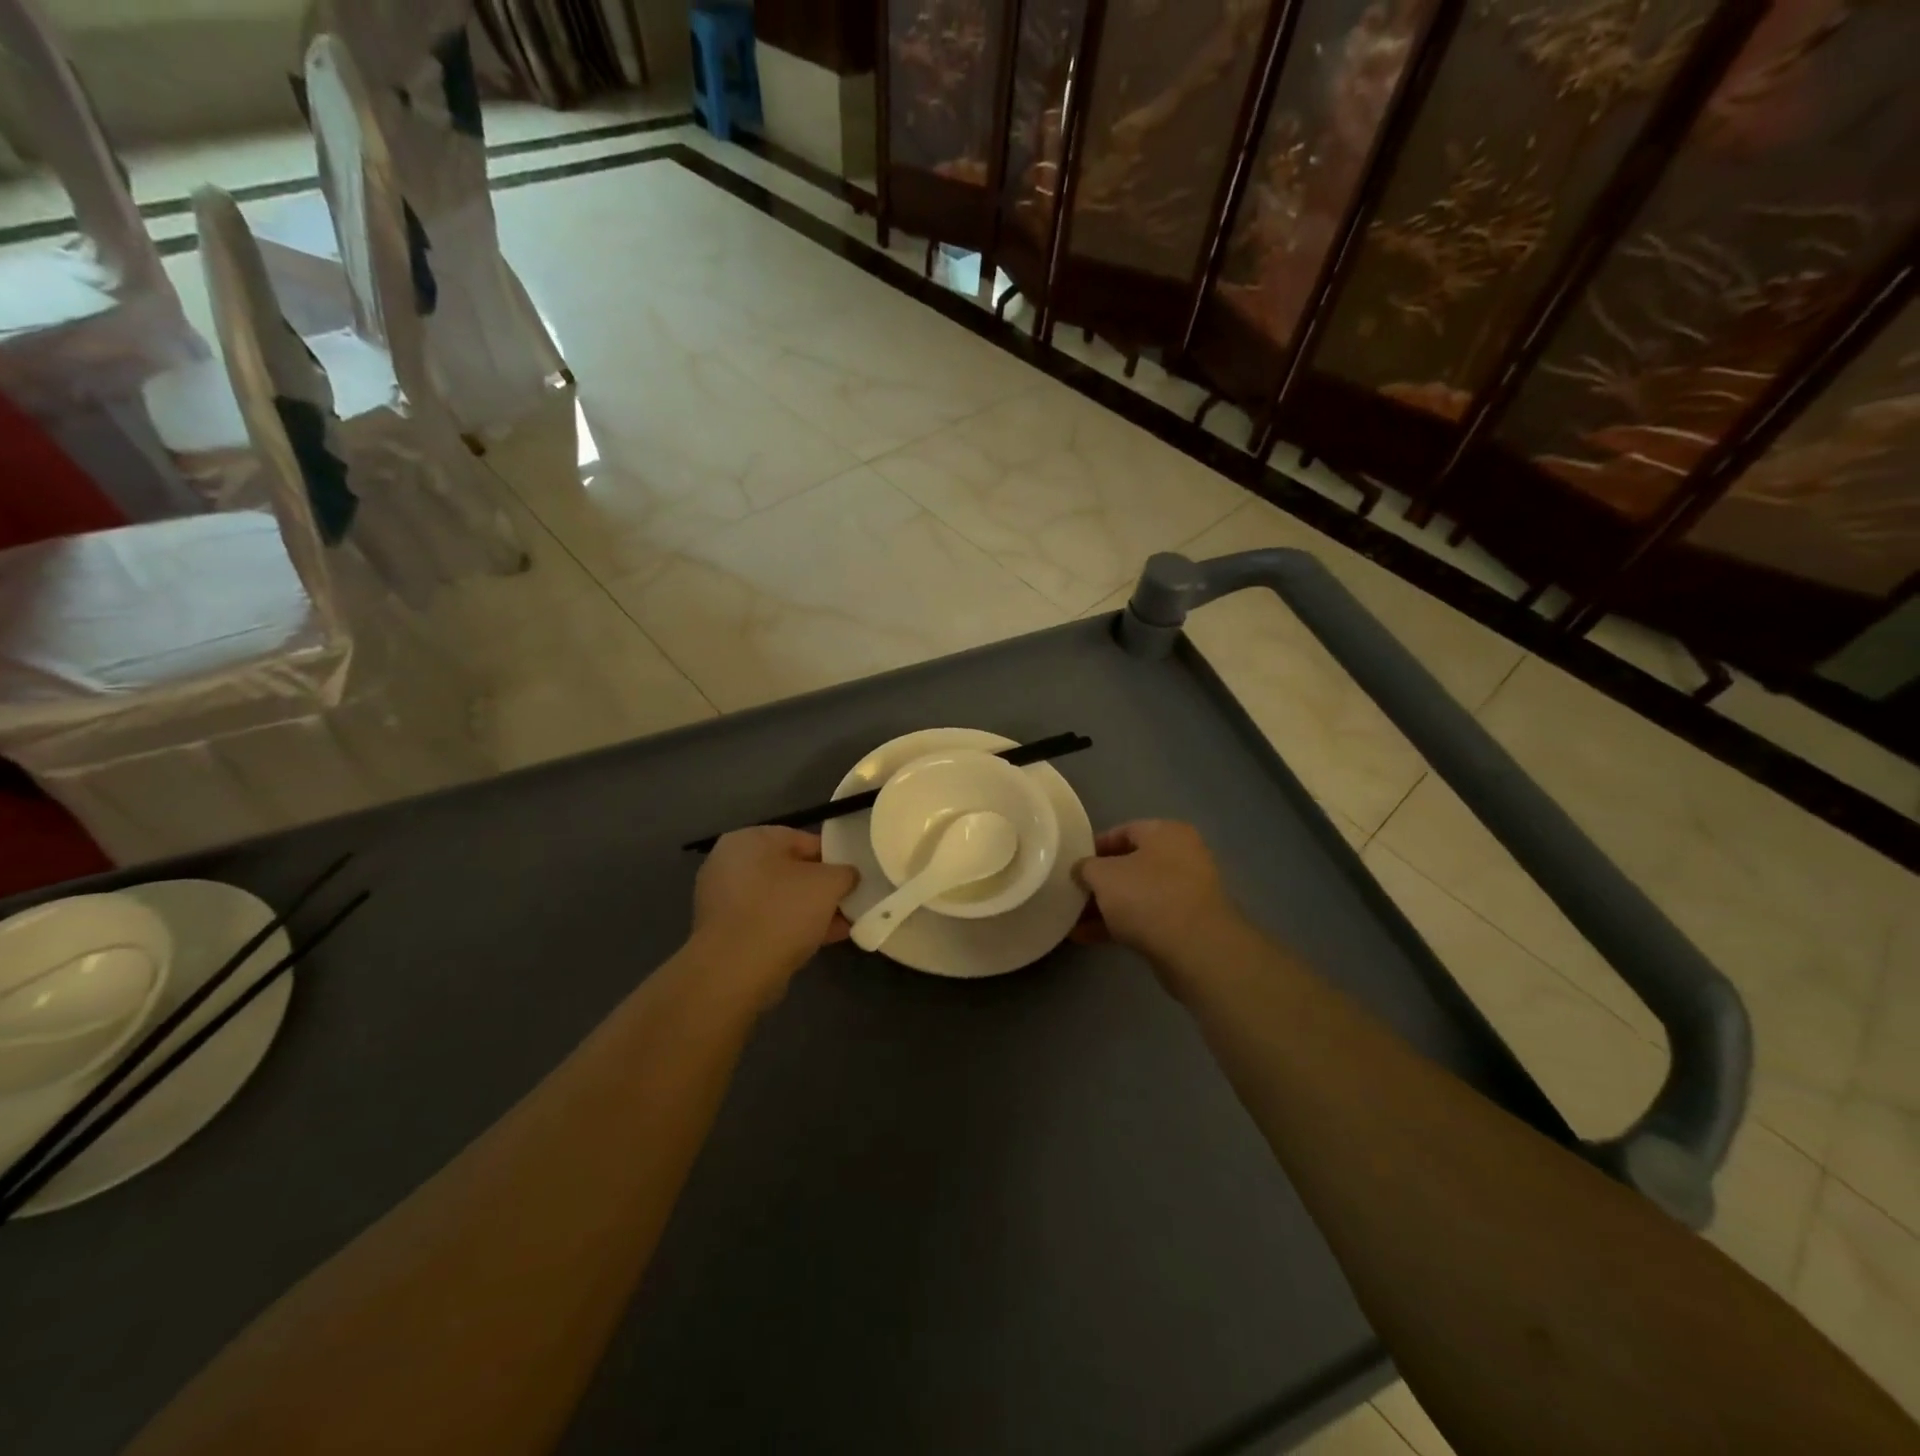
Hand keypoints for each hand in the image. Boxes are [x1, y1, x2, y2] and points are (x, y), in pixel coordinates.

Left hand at [689, 828, 857, 1005]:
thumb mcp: (829, 883)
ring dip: (810, 910)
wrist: (736, 971)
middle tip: (848, 901)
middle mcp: (729, 864)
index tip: (852, 876)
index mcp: (748, 840)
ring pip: (779, 899)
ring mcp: (723, 900)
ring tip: (842, 925)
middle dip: (820, 888)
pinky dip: (792, 928)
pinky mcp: (724, 933)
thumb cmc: (782, 911)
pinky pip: (767, 922)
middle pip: (789, 871)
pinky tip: (822, 940)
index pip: (801, 839)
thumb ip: (845, 872)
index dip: (832, 857)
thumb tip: (847, 876)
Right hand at [1072, 821, 1242, 987]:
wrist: (1196, 949)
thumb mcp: (1103, 875)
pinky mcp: (1186, 925)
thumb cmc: (1147, 896)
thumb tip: (1081, 869)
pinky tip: (1087, 938)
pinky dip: (1119, 925)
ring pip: (1137, 894)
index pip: (1124, 830)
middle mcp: (1182, 857)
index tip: (1072, 863)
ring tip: (1072, 920)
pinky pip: (1146, 918)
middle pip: (1131, 865)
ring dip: (1105, 907)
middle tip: (1073, 893)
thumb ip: (1086, 867)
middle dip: (1099, 882)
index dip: (1094, 846)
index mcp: (1166, 833)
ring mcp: (1187, 893)